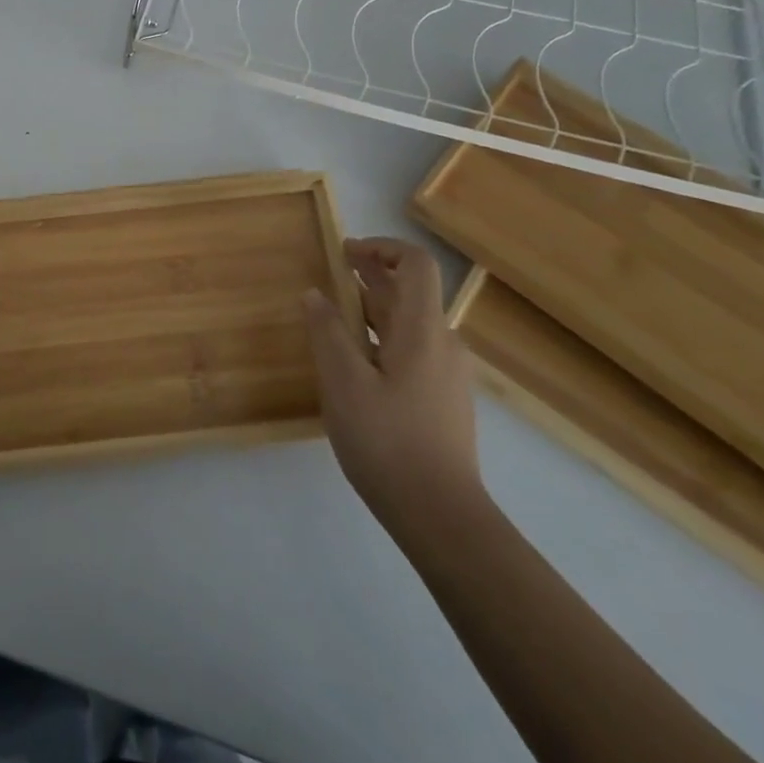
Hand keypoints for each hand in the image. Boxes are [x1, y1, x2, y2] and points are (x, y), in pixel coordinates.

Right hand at [304, 238, 483, 541]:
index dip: (382, 247)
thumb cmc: (387, 441)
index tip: (345, 251)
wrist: (441, 514)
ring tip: (335, 313)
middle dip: (372, 275)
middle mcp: (443, 343)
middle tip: (333, 270)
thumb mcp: (343, 382)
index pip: (416, 264)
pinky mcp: (444, 398)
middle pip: (411, 292)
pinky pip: (413, 350)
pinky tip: (356, 360)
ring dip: (374, 307)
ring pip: (410, 324)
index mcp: (422, 330)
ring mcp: (448, 373)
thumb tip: (315, 294)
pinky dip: (383, 337)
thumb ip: (327, 332)